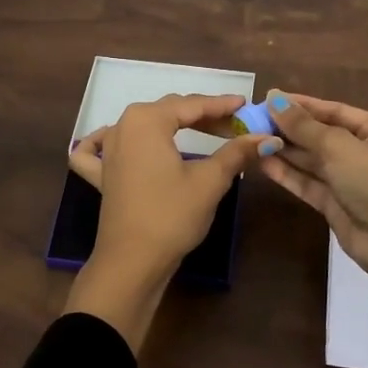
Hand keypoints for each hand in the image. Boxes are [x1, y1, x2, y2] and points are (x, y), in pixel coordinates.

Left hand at [64, 94, 277, 349]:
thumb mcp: (210, 181)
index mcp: (147, 120)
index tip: (246, 106)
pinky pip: (100, 148)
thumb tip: (267, 138)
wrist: (133, 262)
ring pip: (144, 126)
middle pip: (169, 112)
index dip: (222, 105)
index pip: (192, 105)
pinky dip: (110, 140)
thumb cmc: (172, 215)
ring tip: (204, 133)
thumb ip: (236, 153)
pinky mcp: (102, 174)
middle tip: (236, 127)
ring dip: (173, 126)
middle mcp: (123, 126)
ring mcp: (108, 150)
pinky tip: (119, 140)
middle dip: (204, 117)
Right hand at [255, 90, 367, 280]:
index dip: (302, 105)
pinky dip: (288, 174)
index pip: (335, 110)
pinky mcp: (336, 205)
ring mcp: (350, 180)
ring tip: (252, 139)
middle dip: (290, 129)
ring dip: (285, 151)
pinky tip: (263, 162)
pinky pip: (309, 183)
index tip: (269, 99)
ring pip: (313, 161)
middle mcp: (366, 152)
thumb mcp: (338, 145)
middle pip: (322, 135)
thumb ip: (303, 125)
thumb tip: (273, 98)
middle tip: (254, 121)